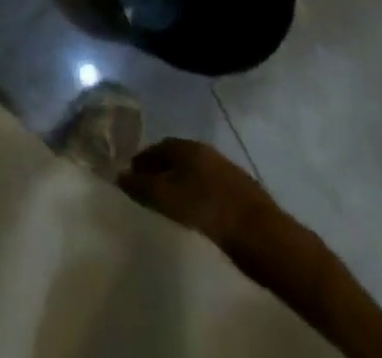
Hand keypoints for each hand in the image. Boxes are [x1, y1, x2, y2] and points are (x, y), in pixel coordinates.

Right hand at [118, 138, 283, 256]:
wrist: (262, 235)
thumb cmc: (208, 210)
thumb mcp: (167, 198)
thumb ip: (142, 186)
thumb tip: (119, 175)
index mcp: (188, 147)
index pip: (158, 147)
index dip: (143, 161)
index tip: (131, 176)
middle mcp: (206, 152)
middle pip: (176, 158)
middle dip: (160, 170)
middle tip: (148, 189)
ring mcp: (226, 171)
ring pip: (194, 173)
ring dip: (180, 183)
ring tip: (170, 203)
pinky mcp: (240, 193)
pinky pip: (209, 188)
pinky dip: (196, 195)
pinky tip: (196, 212)